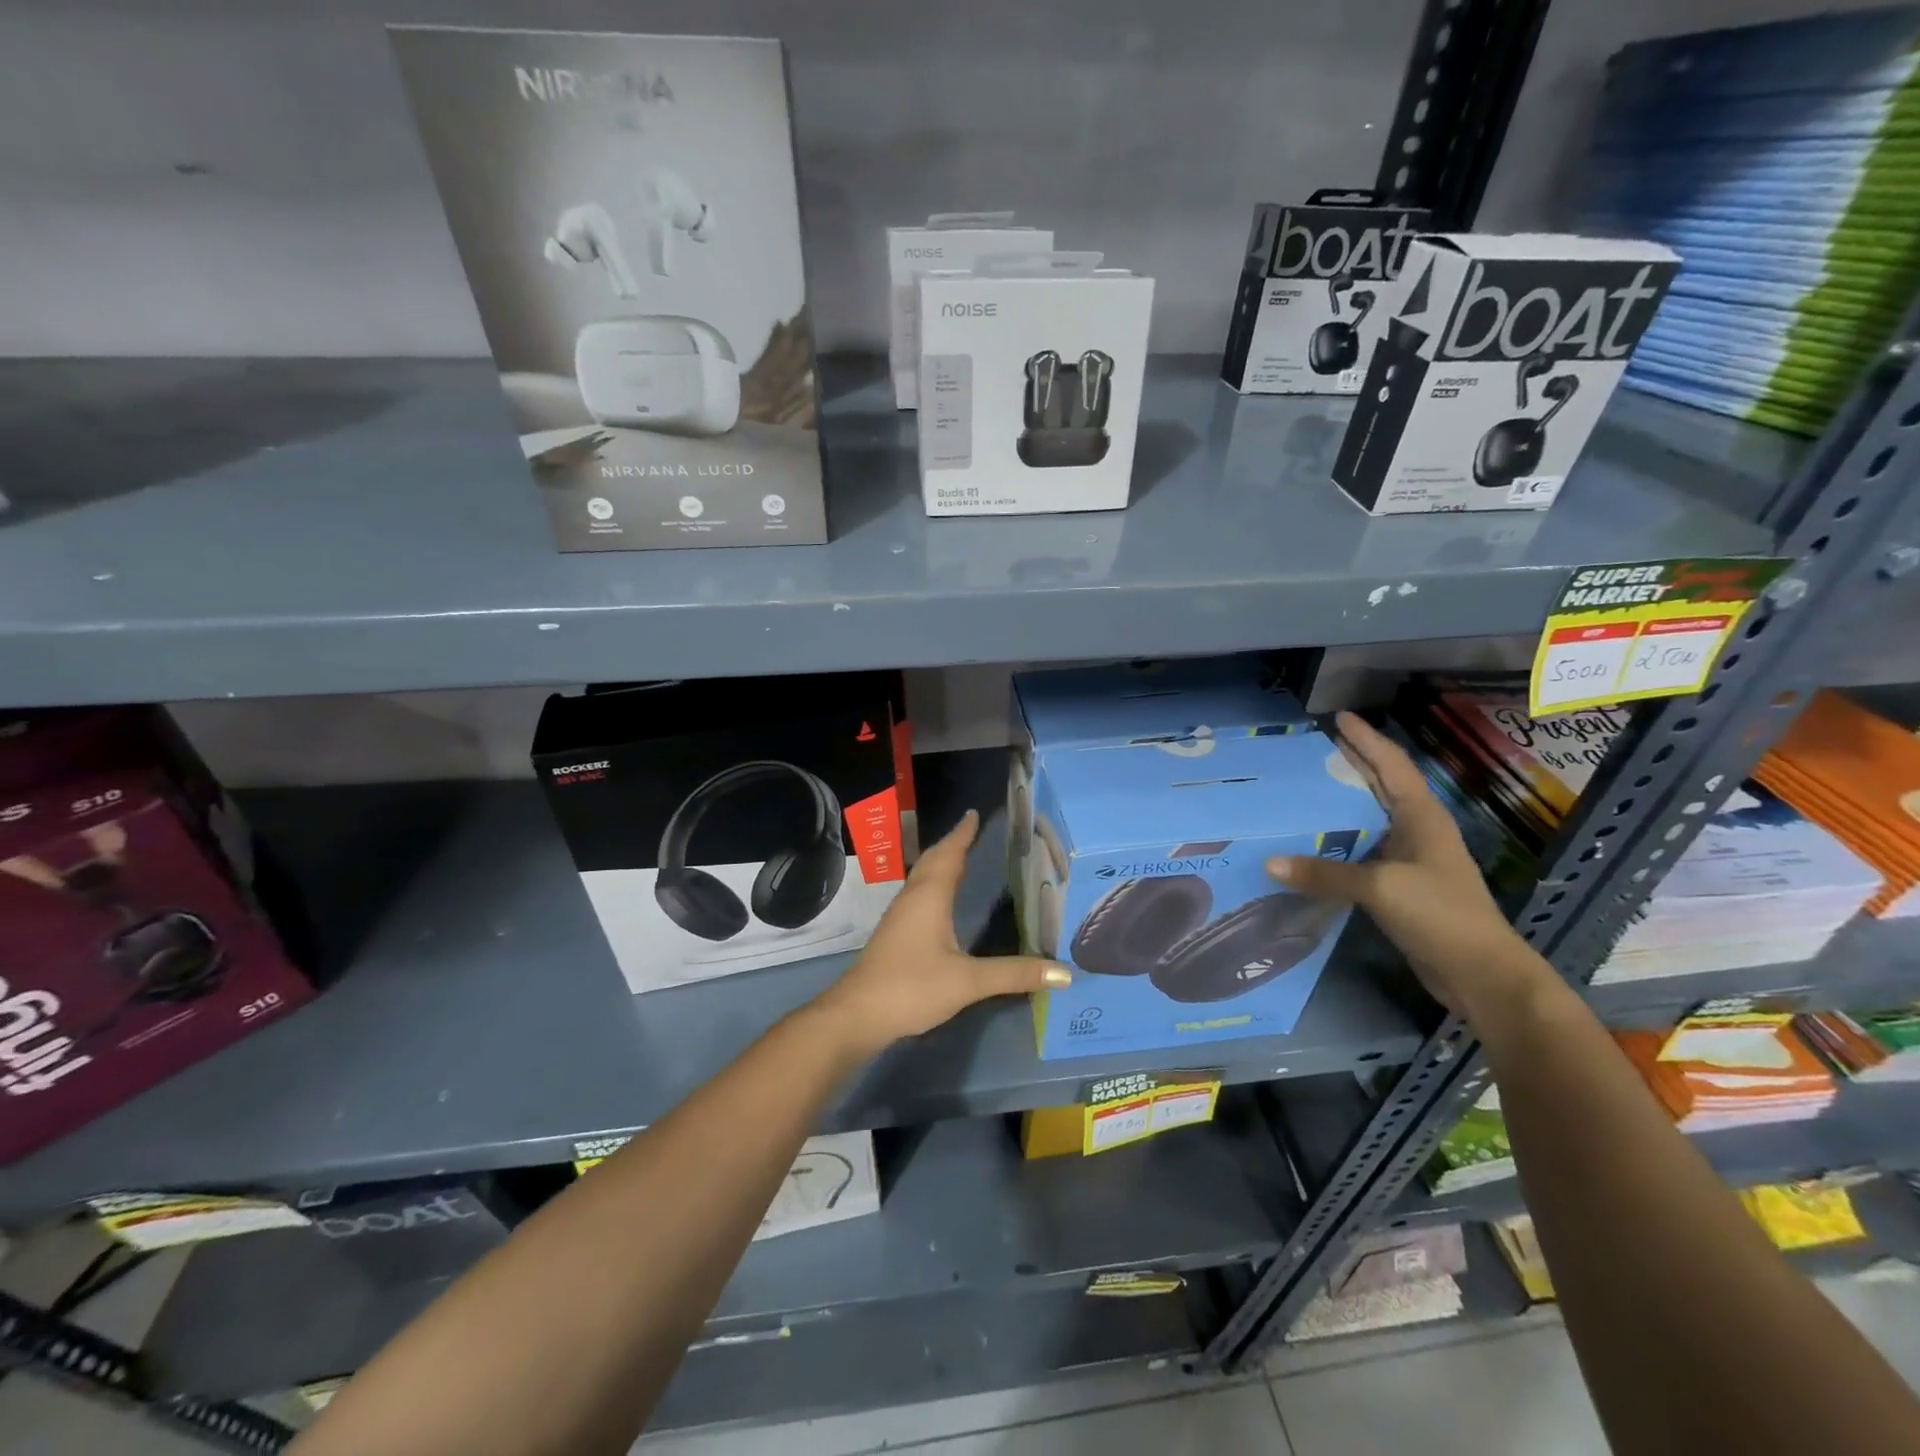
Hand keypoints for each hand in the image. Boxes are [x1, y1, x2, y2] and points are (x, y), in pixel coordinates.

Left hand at [813, 810, 1070, 1057]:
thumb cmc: (912, 986)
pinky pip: (919, 894)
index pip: (949, 854)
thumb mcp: (968, 981)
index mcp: (930, 896)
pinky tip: (942, 900)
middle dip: (952, 844)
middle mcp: (913, 897)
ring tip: (962, 857)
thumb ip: (1014, 974)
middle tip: (973, 830)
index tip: (974, 813)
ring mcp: (900, 916)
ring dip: (941, 863)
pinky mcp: (896, 934)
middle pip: (933, 860)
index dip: (962, 834)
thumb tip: (1064, 973)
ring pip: (923, 877)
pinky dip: (935, 884)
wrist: (858, 1014)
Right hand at [1267, 712, 1537, 1015]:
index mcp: (1422, 817)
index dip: (1366, 740)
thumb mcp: (1380, 887)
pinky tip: (1313, 842)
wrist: (1481, 973)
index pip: (1390, 766)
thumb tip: (1269, 863)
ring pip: (1371, 819)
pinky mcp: (1402, 886)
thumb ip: (1324, 873)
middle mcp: (1417, 830)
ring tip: (1304, 789)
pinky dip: (1339, 841)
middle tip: (1313, 748)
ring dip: (1343, 803)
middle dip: (1352, 764)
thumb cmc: (1440, 914)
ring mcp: (1411, 859)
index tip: (1339, 717)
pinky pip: (1363, 851)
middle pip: (1381, 786)